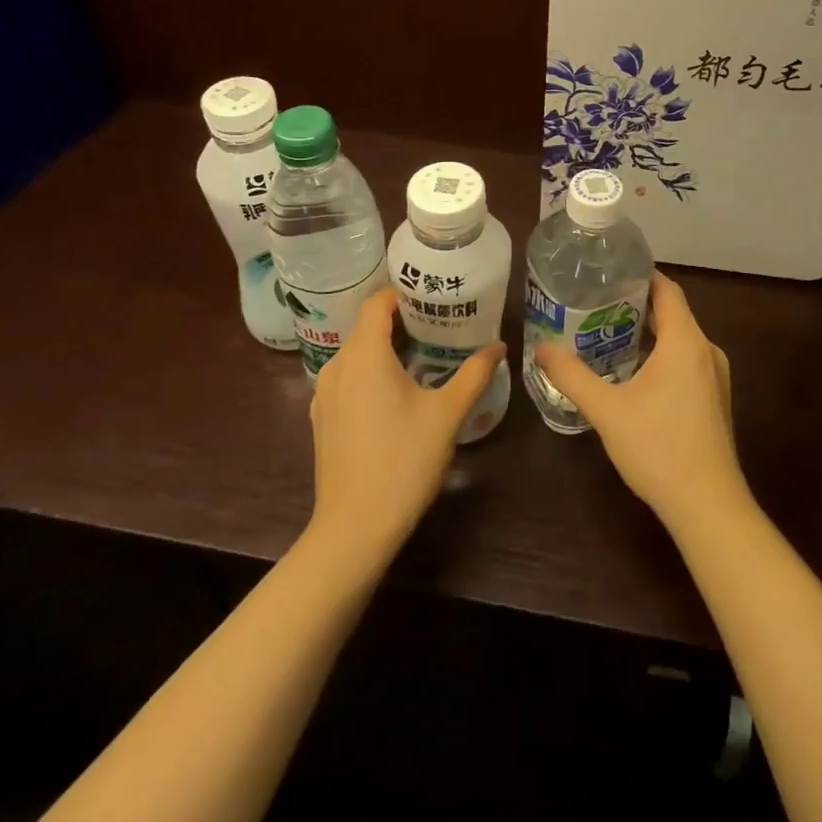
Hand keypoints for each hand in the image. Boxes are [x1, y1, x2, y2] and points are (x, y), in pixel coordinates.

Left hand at [306, 288, 503, 564]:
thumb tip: (498, 346)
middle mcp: (337, 365)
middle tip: (441, 324)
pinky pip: (348, 379)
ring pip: (357, 354)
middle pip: (367, 327)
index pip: (377, 302)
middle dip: (403, 321)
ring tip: (426, 356)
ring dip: (387, 348)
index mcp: (364, 354)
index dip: (404, 294)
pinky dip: (372, 373)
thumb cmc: (403, 461)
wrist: (354, 527)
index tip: (435, 297)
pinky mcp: (323, 419)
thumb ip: (474, 373)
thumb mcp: (448, 414)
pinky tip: (398, 394)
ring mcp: (325, 394)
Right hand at [533, 271, 748, 534]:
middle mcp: (706, 351)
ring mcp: (715, 378)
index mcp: (686, 342)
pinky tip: (632, 374)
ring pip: (679, 340)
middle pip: (672, 313)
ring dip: (647, 334)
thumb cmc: (659, 448)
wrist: (708, 506)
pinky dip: (660, 356)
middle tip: (595, 303)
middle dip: (635, 305)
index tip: (608, 272)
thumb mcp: (607, 410)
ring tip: (606, 334)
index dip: (640, 275)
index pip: (667, 290)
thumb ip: (572, 375)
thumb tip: (542, 348)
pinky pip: (686, 362)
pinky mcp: (715, 400)